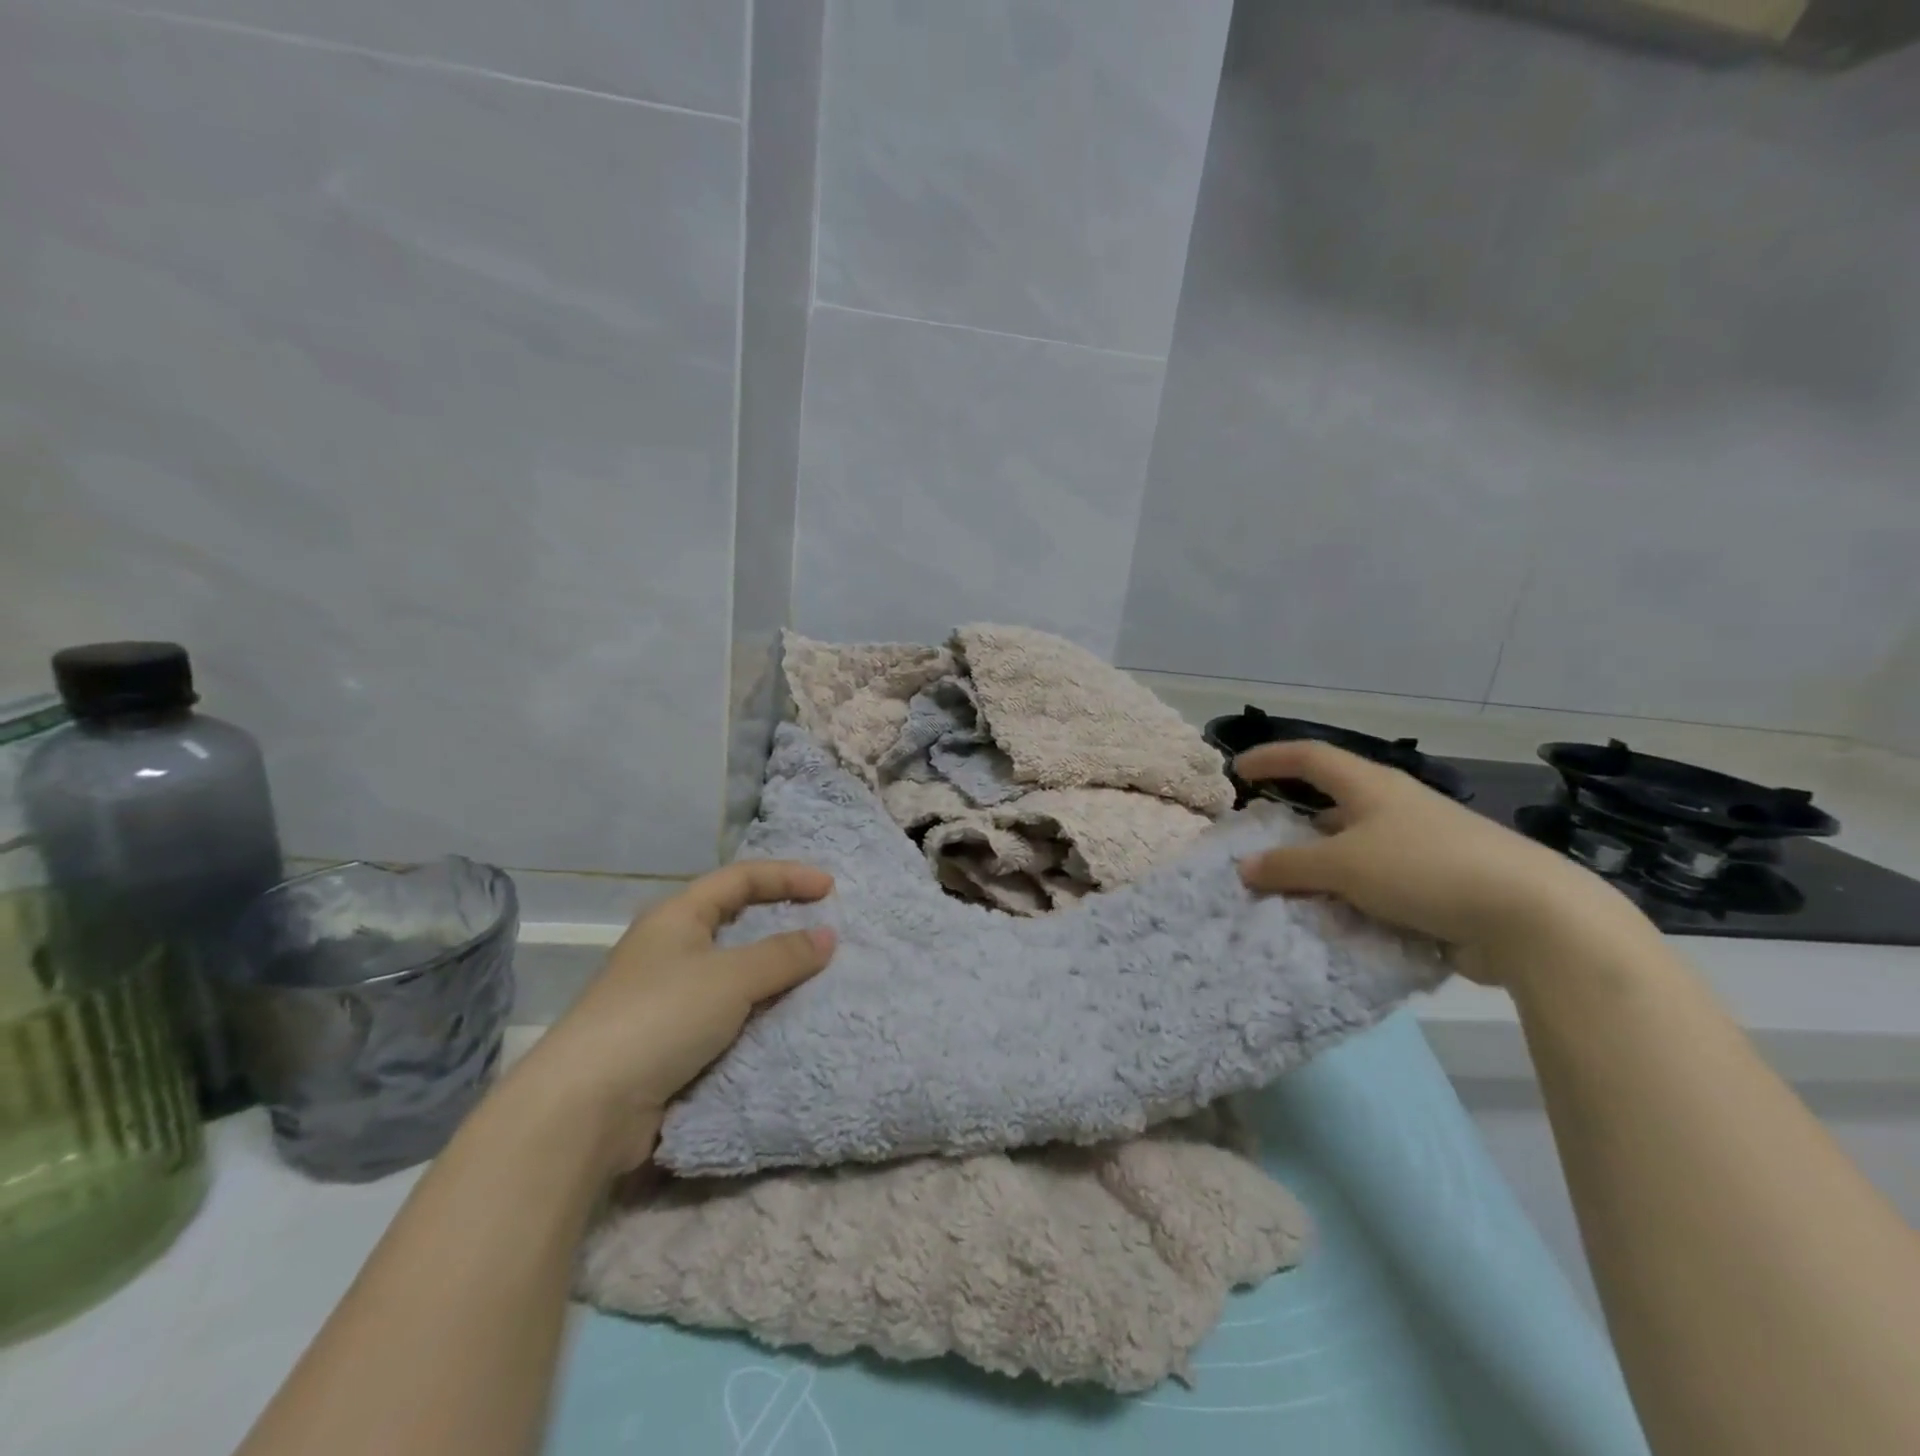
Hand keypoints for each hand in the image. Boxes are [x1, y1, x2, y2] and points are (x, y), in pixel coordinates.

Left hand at [506, 860, 835, 1172]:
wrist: (586, 1108)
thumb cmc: (660, 1018)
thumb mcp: (731, 977)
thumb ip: (784, 954)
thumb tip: (827, 936)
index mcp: (677, 916)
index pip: (741, 878)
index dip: (787, 876)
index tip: (830, 889)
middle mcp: (669, 948)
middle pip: (735, 920)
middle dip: (781, 922)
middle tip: (825, 930)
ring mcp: (666, 996)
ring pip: (733, 971)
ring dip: (772, 972)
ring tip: (816, 977)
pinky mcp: (668, 1041)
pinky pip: (726, 1013)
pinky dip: (757, 1011)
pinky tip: (784, 1021)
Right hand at [1234, 742, 1653, 987]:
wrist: (1531, 918)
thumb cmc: (1424, 870)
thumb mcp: (1344, 866)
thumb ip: (1290, 866)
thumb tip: (1245, 867)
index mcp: (1372, 786)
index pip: (1311, 757)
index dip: (1272, 758)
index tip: (1239, 770)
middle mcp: (1396, 808)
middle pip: (1334, 802)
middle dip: (1295, 818)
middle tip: (1262, 838)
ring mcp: (1423, 846)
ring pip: (1356, 847)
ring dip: (1322, 864)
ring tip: (1290, 886)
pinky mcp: (1441, 884)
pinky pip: (1379, 883)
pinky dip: (1351, 895)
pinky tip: (1335, 917)